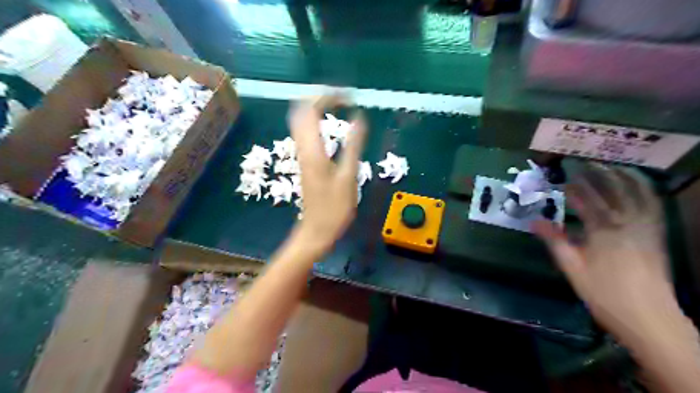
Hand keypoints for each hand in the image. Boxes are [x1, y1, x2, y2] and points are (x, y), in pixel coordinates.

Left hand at [288, 96, 367, 252]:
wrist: (315, 231)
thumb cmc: (334, 208)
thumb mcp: (349, 177)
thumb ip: (354, 146)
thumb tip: (360, 118)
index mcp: (313, 149)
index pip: (310, 110)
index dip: (327, 97)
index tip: (348, 96)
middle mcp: (303, 148)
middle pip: (300, 111)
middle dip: (319, 98)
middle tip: (341, 97)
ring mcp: (301, 154)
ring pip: (300, 120)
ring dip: (316, 107)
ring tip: (337, 105)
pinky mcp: (304, 160)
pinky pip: (304, 131)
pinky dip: (315, 120)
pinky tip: (329, 124)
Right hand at [534, 164, 674, 341]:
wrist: (648, 317)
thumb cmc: (603, 292)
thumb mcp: (572, 267)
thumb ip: (554, 240)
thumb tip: (533, 221)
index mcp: (603, 231)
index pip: (587, 202)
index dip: (574, 189)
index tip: (563, 180)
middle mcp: (627, 223)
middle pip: (612, 192)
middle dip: (597, 176)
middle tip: (584, 164)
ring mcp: (646, 228)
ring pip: (638, 194)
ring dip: (624, 177)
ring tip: (612, 167)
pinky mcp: (657, 235)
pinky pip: (654, 206)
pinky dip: (646, 192)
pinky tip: (637, 187)